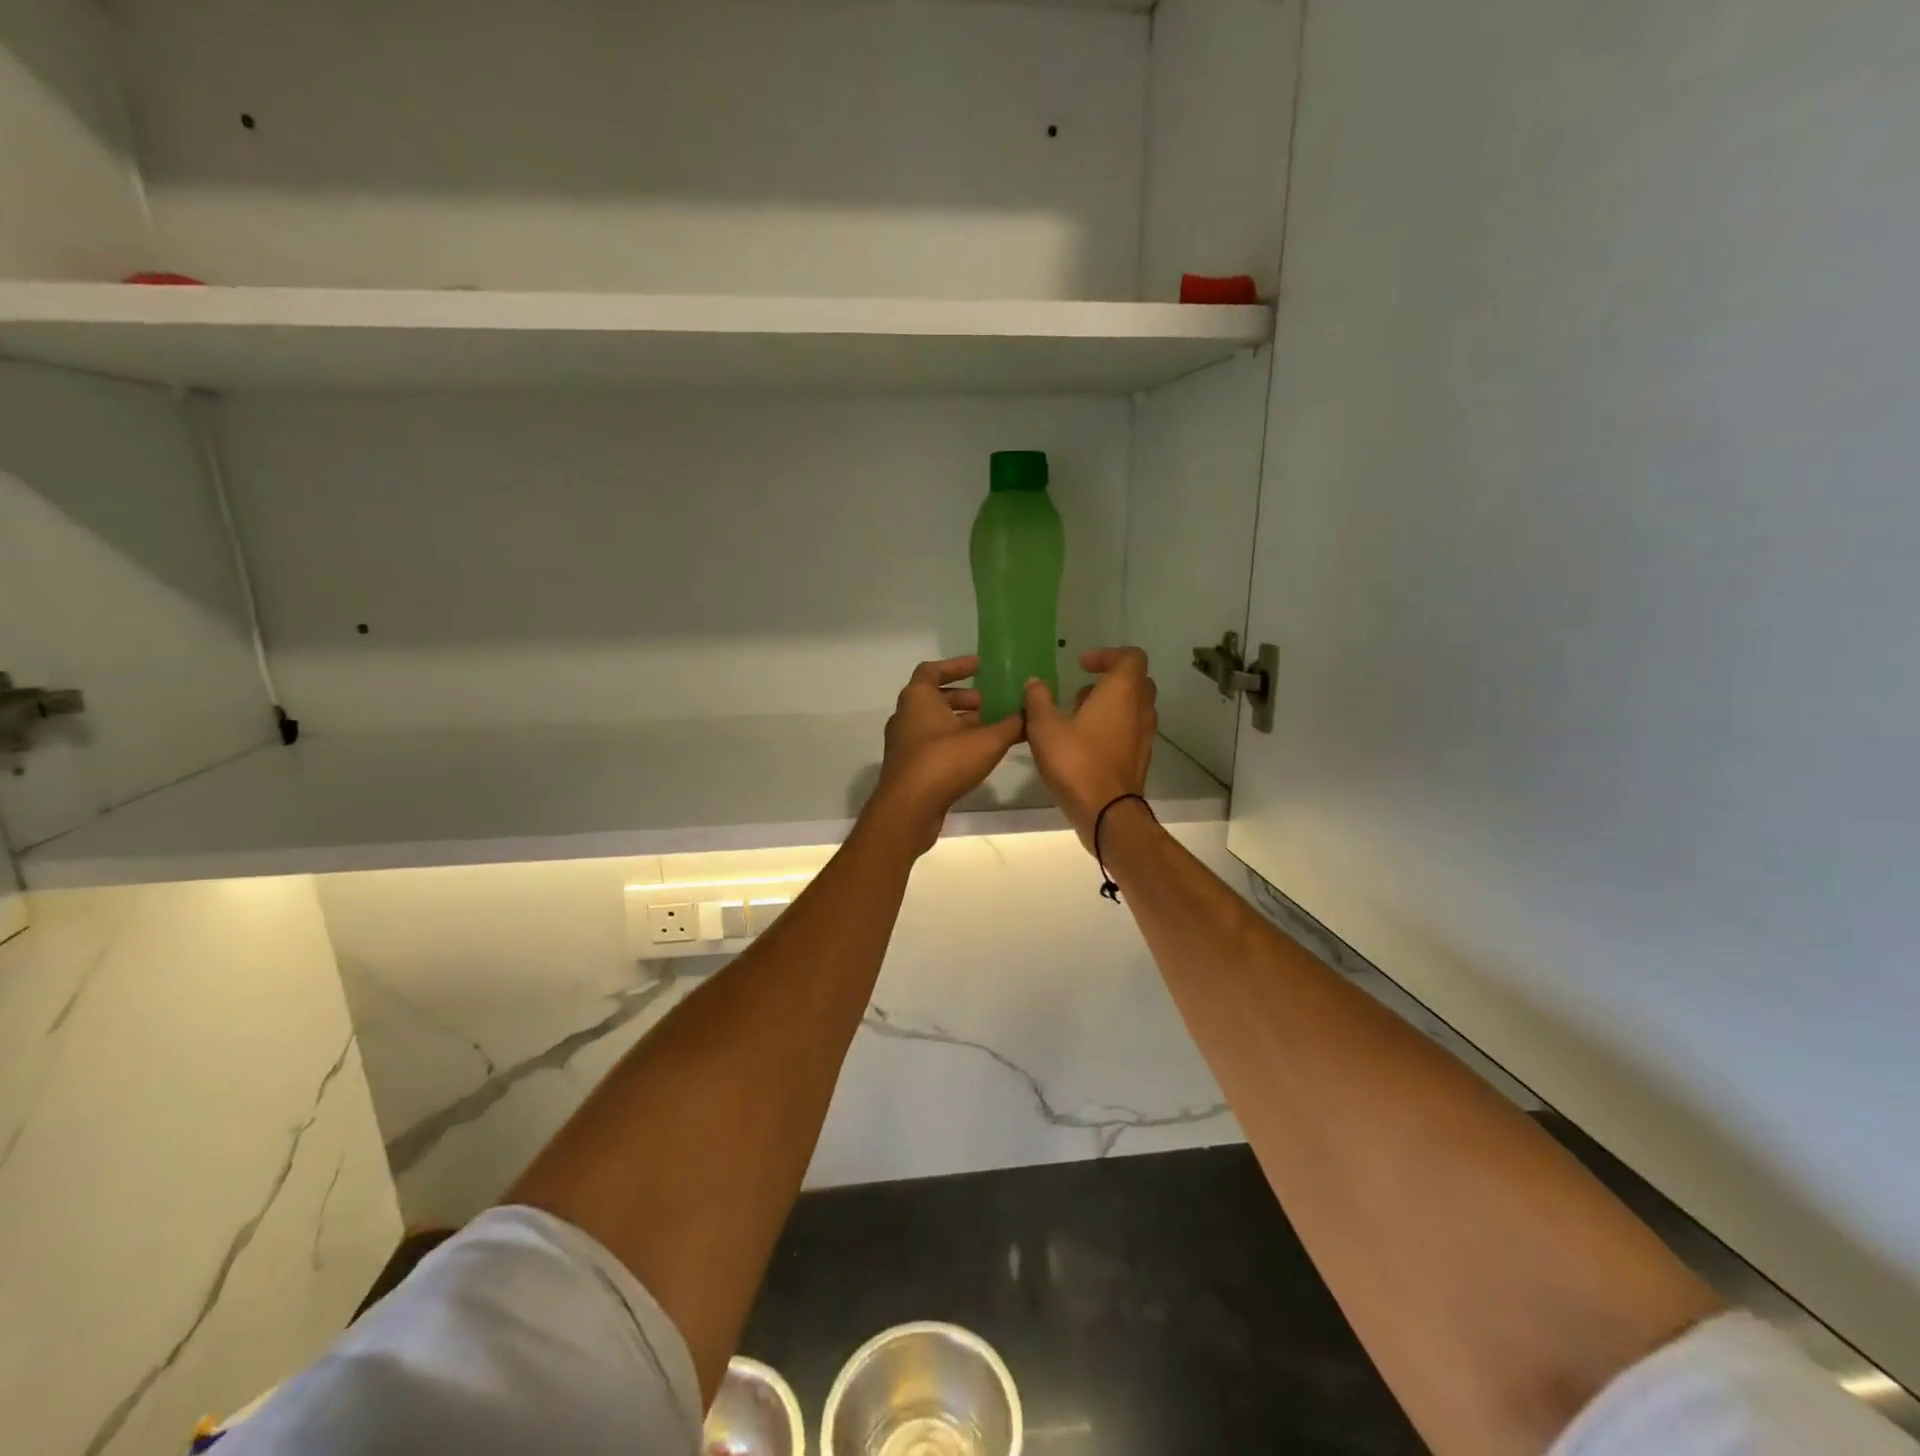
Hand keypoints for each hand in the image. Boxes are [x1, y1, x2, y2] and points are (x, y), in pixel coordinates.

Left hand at [867, 655, 1026, 854]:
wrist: (908, 809)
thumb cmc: (944, 762)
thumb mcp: (987, 741)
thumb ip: (1011, 725)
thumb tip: (1030, 712)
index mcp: (918, 698)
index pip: (933, 670)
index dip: (957, 666)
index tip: (980, 666)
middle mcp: (905, 715)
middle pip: (934, 697)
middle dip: (963, 698)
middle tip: (988, 702)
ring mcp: (903, 743)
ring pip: (933, 723)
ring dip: (958, 722)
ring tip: (988, 728)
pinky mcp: (907, 766)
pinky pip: (931, 744)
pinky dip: (952, 741)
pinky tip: (975, 754)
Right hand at [1022, 647, 1157, 849]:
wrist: (1107, 813)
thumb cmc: (1076, 762)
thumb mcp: (1045, 727)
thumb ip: (1038, 700)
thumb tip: (1035, 683)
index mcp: (1122, 692)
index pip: (1131, 657)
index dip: (1107, 654)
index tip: (1081, 665)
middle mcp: (1140, 709)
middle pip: (1135, 681)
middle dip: (1109, 680)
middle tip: (1080, 690)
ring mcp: (1144, 736)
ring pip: (1133, 708)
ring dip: (1109, 706)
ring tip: (1076, 718)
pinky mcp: (1139, 759)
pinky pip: (1130, 731)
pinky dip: (1112, 728)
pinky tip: (1084, 744)